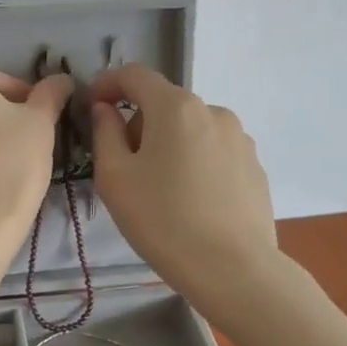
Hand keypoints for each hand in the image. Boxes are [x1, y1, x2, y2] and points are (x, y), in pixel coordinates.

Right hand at [89, 64, 278, 300]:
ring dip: (168, 145)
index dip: (107, 83)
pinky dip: (194, 163)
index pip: (134, 75)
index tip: (91, 106)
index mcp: (175, 107)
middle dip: (138, 124)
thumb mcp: (115, 177)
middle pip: (164, 104)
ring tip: (160, 190)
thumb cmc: (163, 220)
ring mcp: (239, 139)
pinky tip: (190, 202)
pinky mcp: (255, 167)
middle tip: (124, 167)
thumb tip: (106, 110)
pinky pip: (213, 152)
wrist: (234, 271)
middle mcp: (213, 111)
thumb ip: (104, 132)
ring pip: (190, 129)